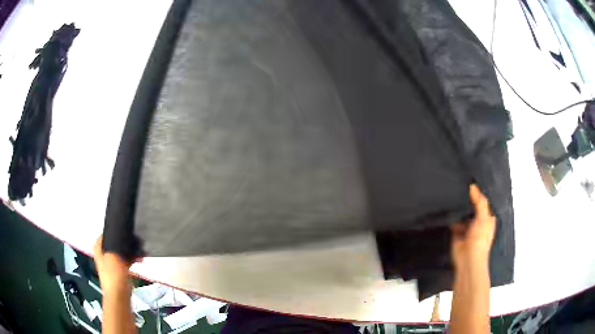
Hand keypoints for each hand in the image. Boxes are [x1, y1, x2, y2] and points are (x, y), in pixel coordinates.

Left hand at [93, 235, 132, 294]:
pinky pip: (127, 263)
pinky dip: (132, 260)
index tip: (116, 229)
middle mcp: (105, 258)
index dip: (106, 233)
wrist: (119, 295)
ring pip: (121, 254)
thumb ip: (116, 245)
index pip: (100, 239)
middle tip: (130, 238)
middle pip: (112, 246)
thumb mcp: (113, 256)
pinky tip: (140, 259)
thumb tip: (122, 238)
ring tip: (138, 249)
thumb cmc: (113, 275)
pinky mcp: (121, 273)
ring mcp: (113, 267)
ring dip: (129, 251)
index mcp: (99, 253)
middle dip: (121, 242)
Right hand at [451, 184, 495, 269]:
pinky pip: (453, 221)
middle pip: (473, 206)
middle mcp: (478, 222)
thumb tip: (473, 186)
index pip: (484, 202)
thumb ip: (479, 202)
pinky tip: (448, 209)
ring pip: (463, 213)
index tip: (472, 182)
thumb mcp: (483, 218)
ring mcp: (467, 227)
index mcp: (488, 218)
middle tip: (461, 187)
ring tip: (454, 196)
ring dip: (459, 209)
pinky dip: (451, 217)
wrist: (468, 259)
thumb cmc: (480, 241)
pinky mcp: (457, 232)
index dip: (479, 193)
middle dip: (468, 200)